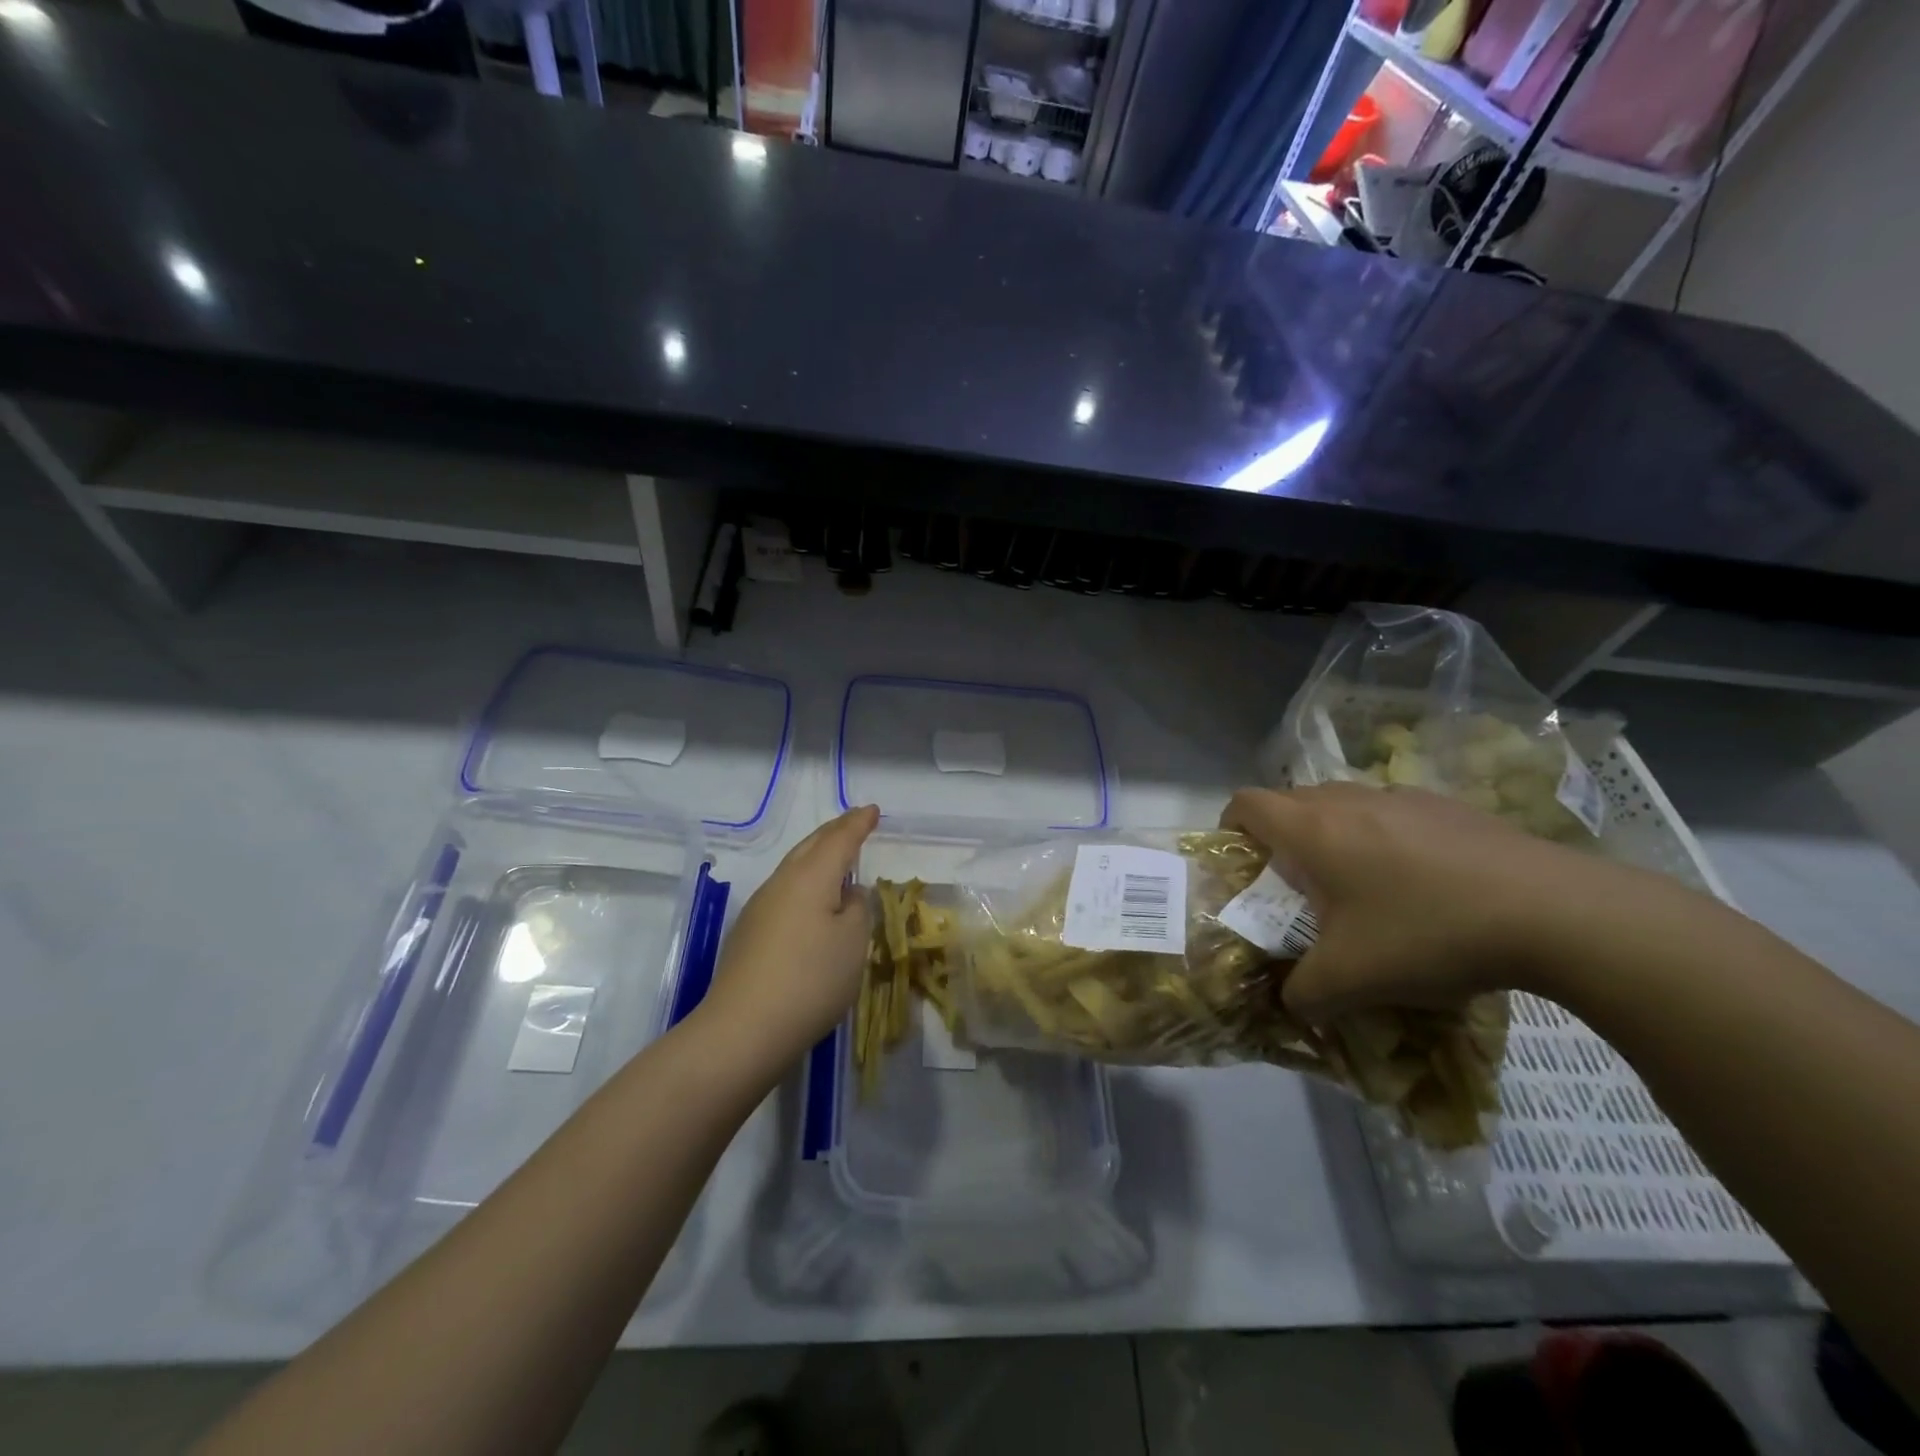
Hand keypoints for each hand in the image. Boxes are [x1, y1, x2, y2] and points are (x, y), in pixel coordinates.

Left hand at [694, 805, 878, 1077]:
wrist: (743, 1029)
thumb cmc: (810, 979)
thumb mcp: (853, 942)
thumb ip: (857, 909)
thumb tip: (846, 894)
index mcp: (810, 876)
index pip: (839, 838)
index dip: (858, 823)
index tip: (873, 810)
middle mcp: (781, 883)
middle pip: (810, 846)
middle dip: (835, 832)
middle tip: (855, 823)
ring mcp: (760, 908)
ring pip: (794, 868)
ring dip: (817, 857)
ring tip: (836, 858)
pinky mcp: (749, 934)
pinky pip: (784, 893)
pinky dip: (805, 884)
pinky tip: (812, 903)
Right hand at [1221, 783, 1654, 1022]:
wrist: (1553, 912)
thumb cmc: (1427, 933)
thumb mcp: (1352, 981)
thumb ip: (1302, 993)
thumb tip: (1288, 1002)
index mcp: (1313, 830)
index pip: (1247, 803)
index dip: (1231, 825)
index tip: (1241, 860)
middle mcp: (1349, 800)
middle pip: (1293, 801)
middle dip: (1282, 836)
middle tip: (1297, 885)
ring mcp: (1404, 796)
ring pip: (1345, 804)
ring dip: (1336, 835)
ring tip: (1360, 886)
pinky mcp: (1450, 807)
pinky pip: (1394, 812)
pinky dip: (1386, 837)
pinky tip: (1422, 884)